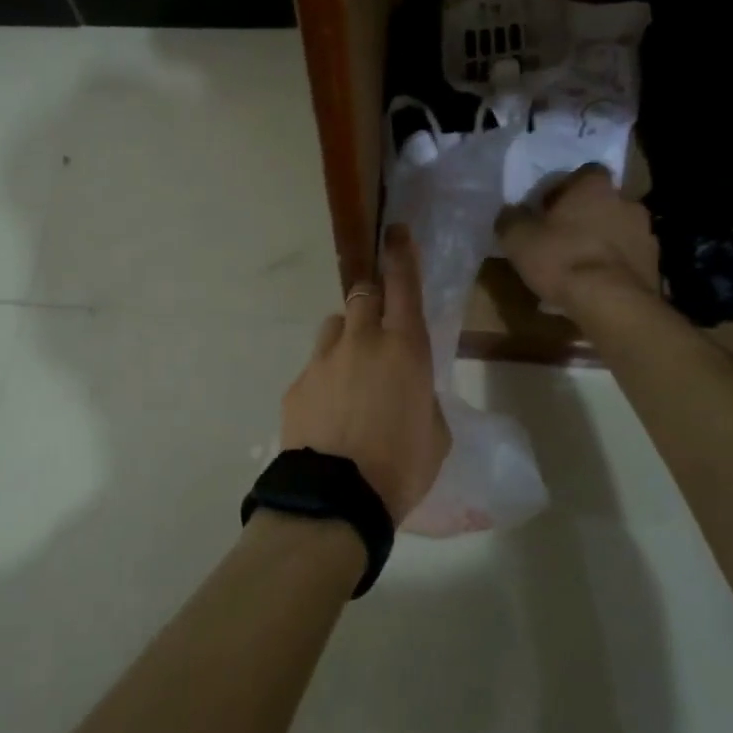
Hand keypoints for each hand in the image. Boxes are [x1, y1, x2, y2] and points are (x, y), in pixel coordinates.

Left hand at [280, 226, 449, 522]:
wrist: (334, 499)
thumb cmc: (400, 467)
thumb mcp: (435, 434)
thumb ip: (423, 399)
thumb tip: (409, 392)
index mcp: (404, 349)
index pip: (403, 285)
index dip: (401, 255)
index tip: (395, 233)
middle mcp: (361, 341)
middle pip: (362, 295)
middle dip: (372, 299)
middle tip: (379, 323)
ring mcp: (323, 360)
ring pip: (334, 326)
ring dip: (346, 336)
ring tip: (352, 371)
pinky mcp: (297, 383)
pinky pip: (315, 365)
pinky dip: (326, 376)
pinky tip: (329, 411)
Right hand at [494, 164, 661, 310]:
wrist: (610, 302)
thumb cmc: (561, 258)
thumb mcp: (517, 238)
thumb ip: (511, 219)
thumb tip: (510, 213)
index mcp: (595, 187)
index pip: (586, 172)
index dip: (567, 188)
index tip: (550, 207)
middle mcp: (626, 202)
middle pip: (604, 202)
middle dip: (586, 216)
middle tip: (563, 237)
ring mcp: (646, 234)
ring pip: (618, 230)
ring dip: (602, 241)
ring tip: (580, 266)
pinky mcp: (655, 265)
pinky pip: (628, 258)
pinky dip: (614, 266)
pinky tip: (596, 285)